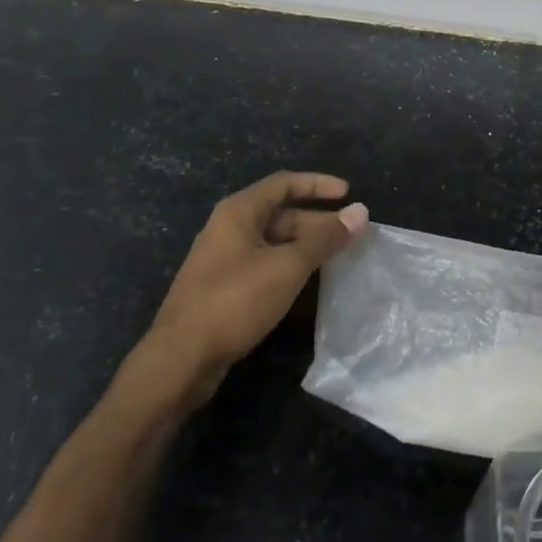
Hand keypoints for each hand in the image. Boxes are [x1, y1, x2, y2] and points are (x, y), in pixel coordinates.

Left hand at [139, 172, 367, 408]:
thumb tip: (360, 212)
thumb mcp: (287, 266)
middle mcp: (229, 228)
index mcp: (239, 212)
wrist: (181, 358)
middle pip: (280, 213)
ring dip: (305, 246)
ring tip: (337, 258)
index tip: (349, 193)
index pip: (284, 183)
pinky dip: (289, 267)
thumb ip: (325, 239)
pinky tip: (308, 284)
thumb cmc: (235, 301)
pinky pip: (264, 265)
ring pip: (273, 242)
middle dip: (317, 221)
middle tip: (351, 235)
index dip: (318, 185)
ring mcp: (224, 259)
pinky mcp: (223, 288)